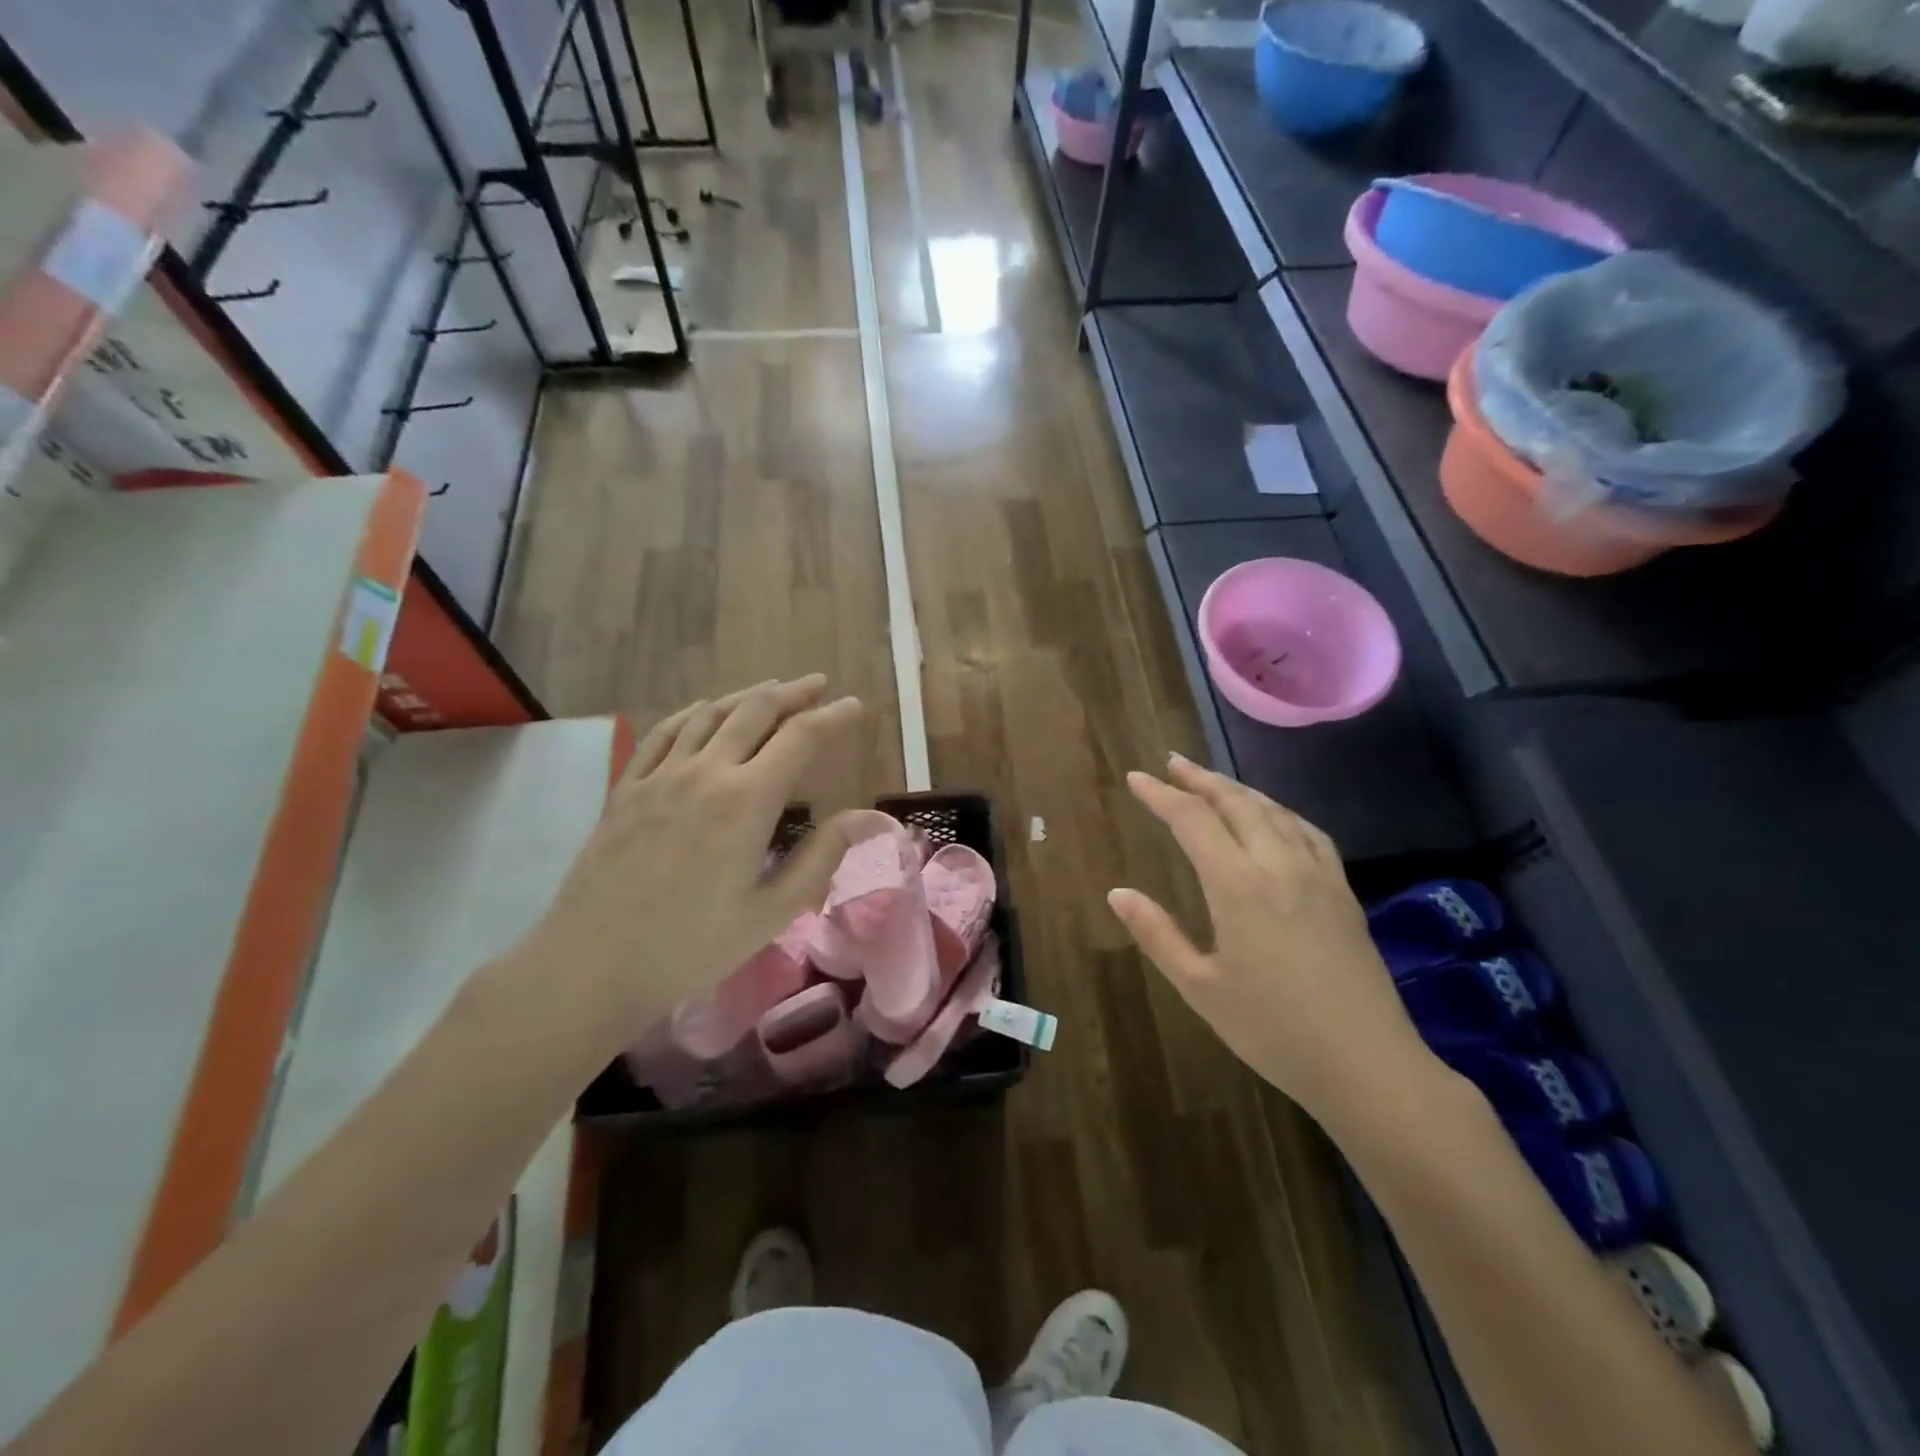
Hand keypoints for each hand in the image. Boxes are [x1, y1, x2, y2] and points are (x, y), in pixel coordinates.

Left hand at [515, 676, 862, 1058]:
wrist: (592, 965)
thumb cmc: (691, 945)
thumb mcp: (771, 912)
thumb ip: (820, 858)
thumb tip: (862, 818)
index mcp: (747, 801)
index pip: (800, 738)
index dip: (833, 716)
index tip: (855, 705)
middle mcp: (705, 772)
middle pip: (754, 712)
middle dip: (792, 693)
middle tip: (817, 685)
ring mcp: (659, 776)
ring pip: (709, 714)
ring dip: (746, 696)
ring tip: (770, 689)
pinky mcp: (626, 789)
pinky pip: (662, 733)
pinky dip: (691, 713)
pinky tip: (702, 711)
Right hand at [1109, 754, 1440, 1127]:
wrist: (1367, 1064)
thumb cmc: (1273, 1030)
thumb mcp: (1200, 988)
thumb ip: (1156, 935)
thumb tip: (1117, 893)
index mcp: (1238, 886)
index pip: (1192, 820)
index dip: (1161, 795)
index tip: (1136, 779)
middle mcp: (1279, 865)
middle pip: (1236, 802)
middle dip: (1200, 778)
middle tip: (1171, 763)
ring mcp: (1317, 874)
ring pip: (1274, 811)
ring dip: (1238, 789)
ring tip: (1212, 782)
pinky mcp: (1343, 890)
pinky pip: (1307, 831)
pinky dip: (1279, 811)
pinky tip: (1273, 817)